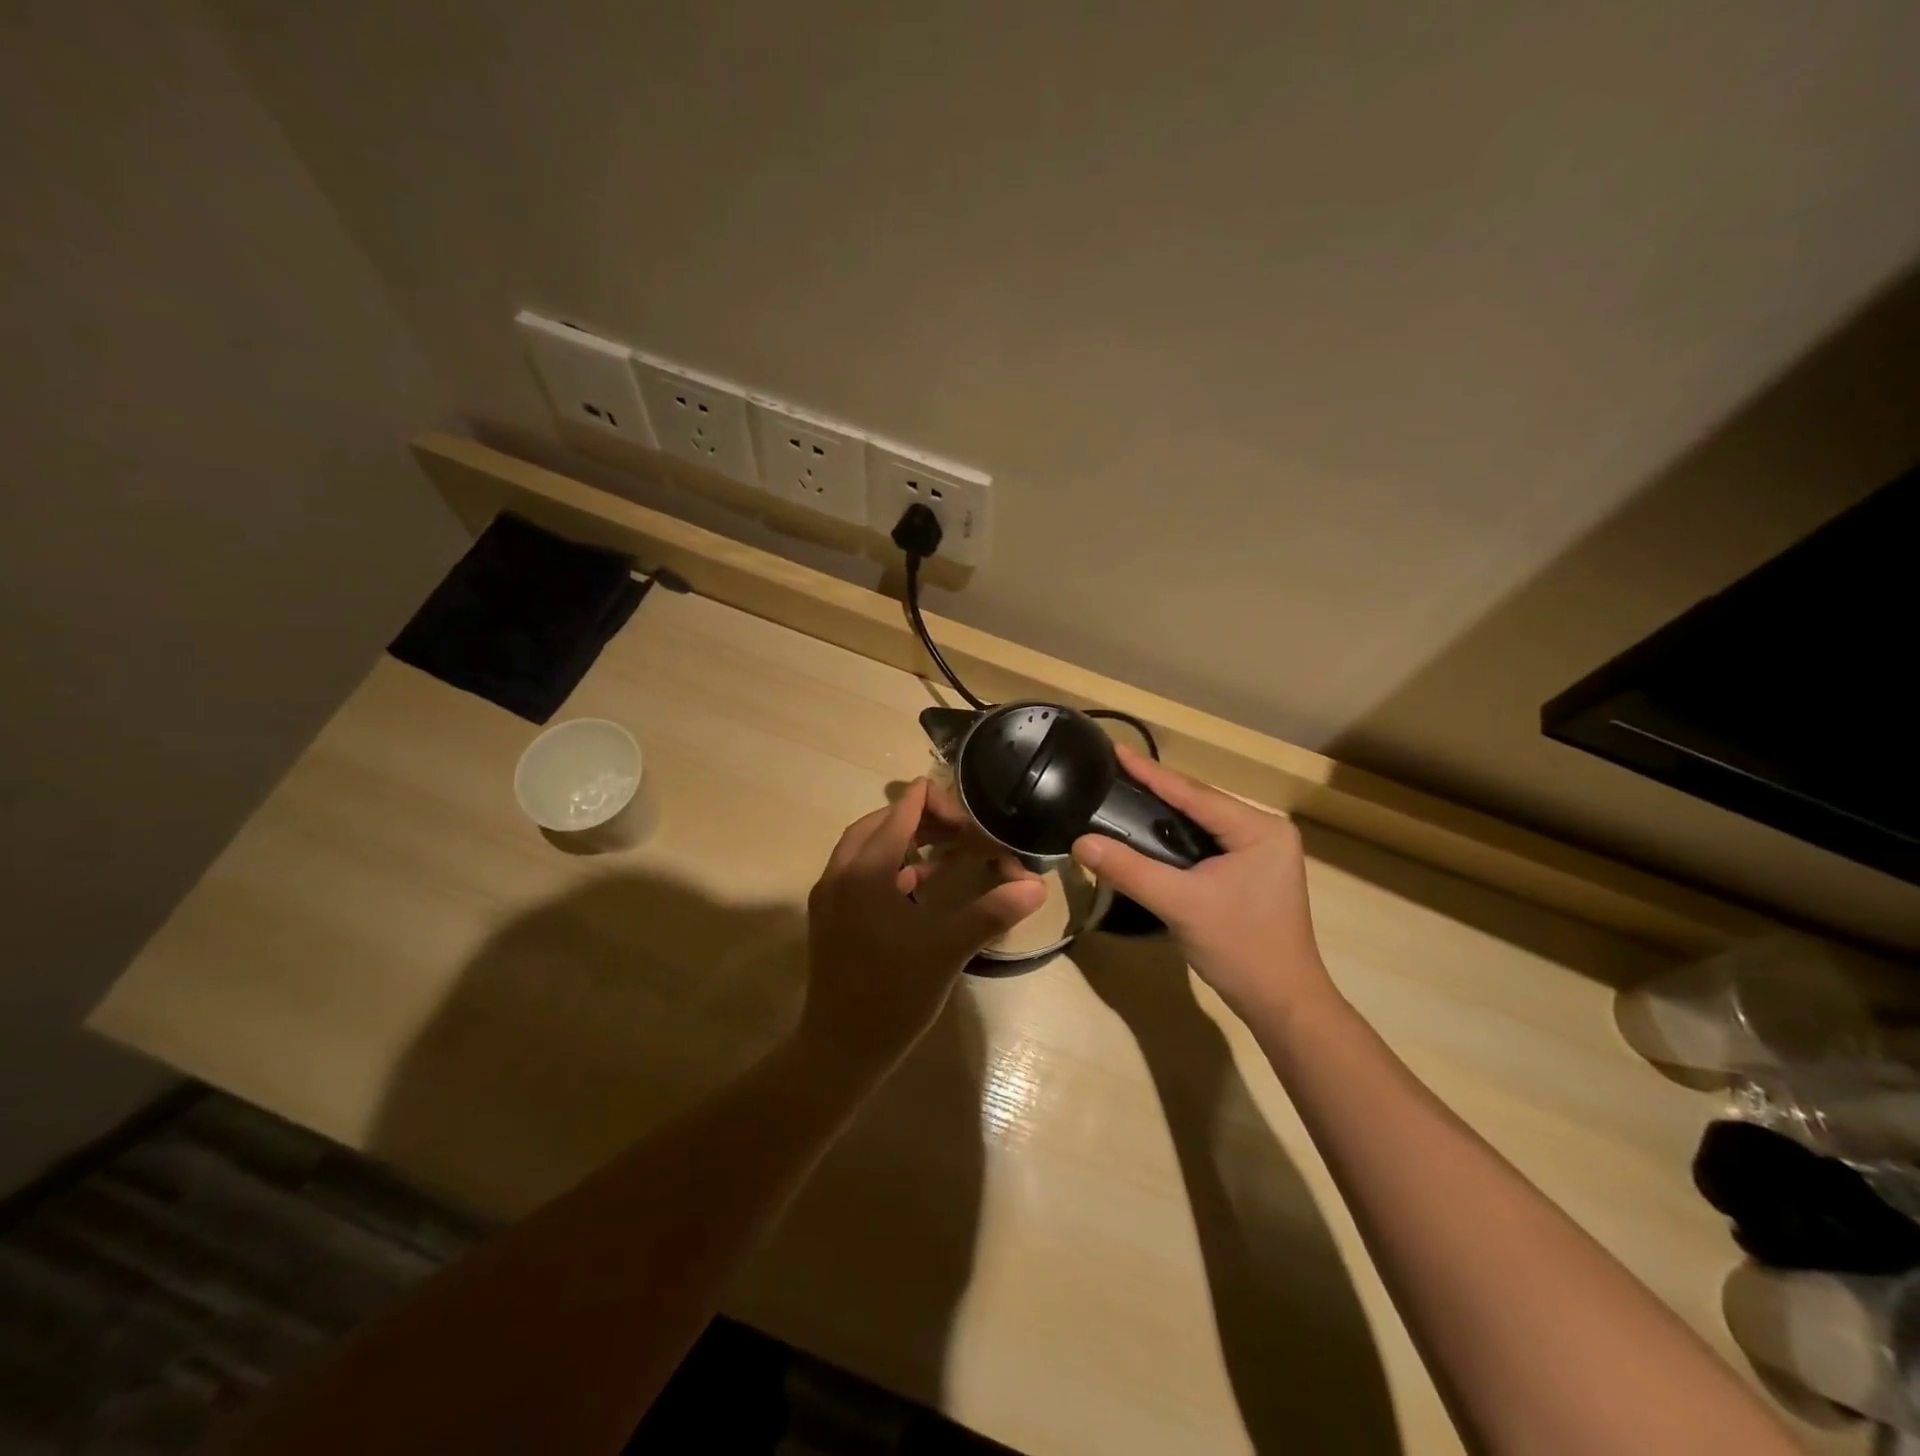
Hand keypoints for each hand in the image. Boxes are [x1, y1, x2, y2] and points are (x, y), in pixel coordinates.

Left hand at [802, 779, 1044, 1071]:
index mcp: (865, 873)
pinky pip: (856, 871)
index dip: (932, 803)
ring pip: (863, 846)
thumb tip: (1036, 886)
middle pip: (878, 824)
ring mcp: (829, 896)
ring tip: (940, 847)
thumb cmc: (893, 997)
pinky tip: (915, 882)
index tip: (966, 812)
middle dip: (917, 817)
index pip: (899, 814)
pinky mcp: (829, 917)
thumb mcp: (947, 951)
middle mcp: (840, 874)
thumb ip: (991, 912)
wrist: (839, 1050)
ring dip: (899, 838)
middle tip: (957, 828)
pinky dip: (886, 864)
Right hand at [1070, 746, 1335, 1024]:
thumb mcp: (1180, 904)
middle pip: (1200, 804)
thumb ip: (1130, 869)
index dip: (1152, 773)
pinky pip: (1208, 843)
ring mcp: (1263, 853)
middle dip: (1158, 789)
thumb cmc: (1239, 947)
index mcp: (1260, 829)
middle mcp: (1266, 832)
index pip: (1195, 794)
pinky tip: (1151, 834)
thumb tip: (1080, 841)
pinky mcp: (1253, 873)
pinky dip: (1178, 838)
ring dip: (1166, 813)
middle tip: (1114, 772)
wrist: (1282, 1003)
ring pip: (1204, 823)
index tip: (1116, 750)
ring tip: (1126, 794)